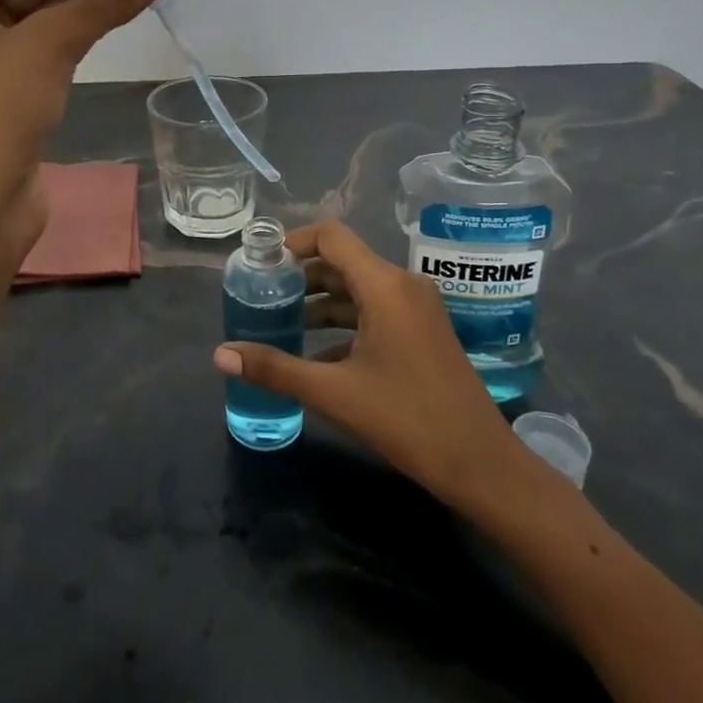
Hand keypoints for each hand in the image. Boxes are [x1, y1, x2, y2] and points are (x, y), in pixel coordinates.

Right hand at [214, 219, 551, 511]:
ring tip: (279, 324)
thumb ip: (276, 369)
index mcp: (385, 286)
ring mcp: (416, 309)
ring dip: (319, 303)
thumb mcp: (335, 393)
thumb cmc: (408, 420)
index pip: (331, 237)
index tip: (261, 265)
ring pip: (357, 290)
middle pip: (341, 262)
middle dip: (300, 277)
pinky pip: (374, 312)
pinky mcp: (422, 332)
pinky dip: (343, 325)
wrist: (482, 465)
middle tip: (262, 297)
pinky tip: (314, 355)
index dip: (293, 243)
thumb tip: (220, 355)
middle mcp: (402, 285)